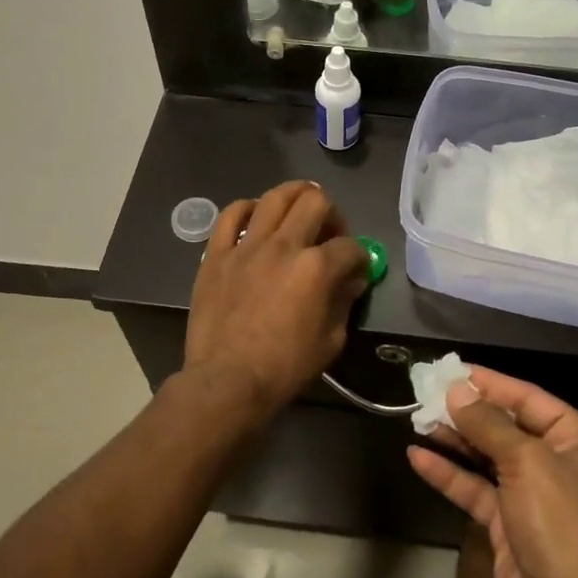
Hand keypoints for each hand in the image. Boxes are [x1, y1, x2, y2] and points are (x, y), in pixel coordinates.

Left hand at [184, 181, 370, 413]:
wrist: (227, 381)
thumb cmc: (285, 367)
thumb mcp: (331, 340)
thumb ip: (343, 302)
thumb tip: (350, 280)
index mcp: (316, 268)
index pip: (349, 246)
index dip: (360, 256)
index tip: (356, 269)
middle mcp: (284, 246)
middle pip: (315, 202)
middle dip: (331, 213)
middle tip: (329, 232)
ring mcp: (247, 246)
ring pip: (274, 197)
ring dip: (294, 195)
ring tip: (299, 207)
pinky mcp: (217, 254)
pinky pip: (230, 215)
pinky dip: (246, 209)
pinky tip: (255, 217)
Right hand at [408, 368, 577, 577]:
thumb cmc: (559, 524)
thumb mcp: (526, 462)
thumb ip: (488, 423)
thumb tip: (456, 389)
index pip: (530, 398)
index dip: (491, 383)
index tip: (453, 370)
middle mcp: (558, 462)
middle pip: (506, 426)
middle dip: (467, 411)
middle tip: (427, 392)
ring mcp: (532, 494)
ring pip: (487, 456)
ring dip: (454, 439)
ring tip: (416, 419)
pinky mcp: (507, 523)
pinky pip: (475, 488)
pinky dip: (449, 473)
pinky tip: (417, 456)